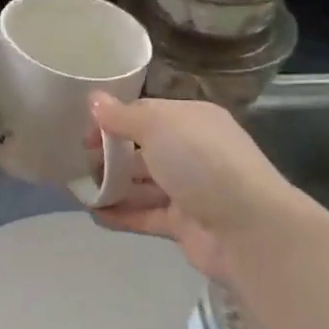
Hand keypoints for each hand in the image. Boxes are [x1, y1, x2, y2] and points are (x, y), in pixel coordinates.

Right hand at [85, 94, 291, 281]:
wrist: (249, 230)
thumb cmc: (202, 163)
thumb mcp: (158, 126)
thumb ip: (122, 116)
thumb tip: (94, 99)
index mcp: (192, 119)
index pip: (146, 112)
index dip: (113, 119)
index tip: (85, 133)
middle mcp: (192, 150)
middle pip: (143, 148)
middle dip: (111, 153)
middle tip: (80, 162)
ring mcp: (189, 189)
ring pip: (143, 183)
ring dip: (113, 185)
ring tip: (80, 189)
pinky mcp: (183, 224)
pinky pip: (145, 215)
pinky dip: (121, 214)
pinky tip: (94, 214)